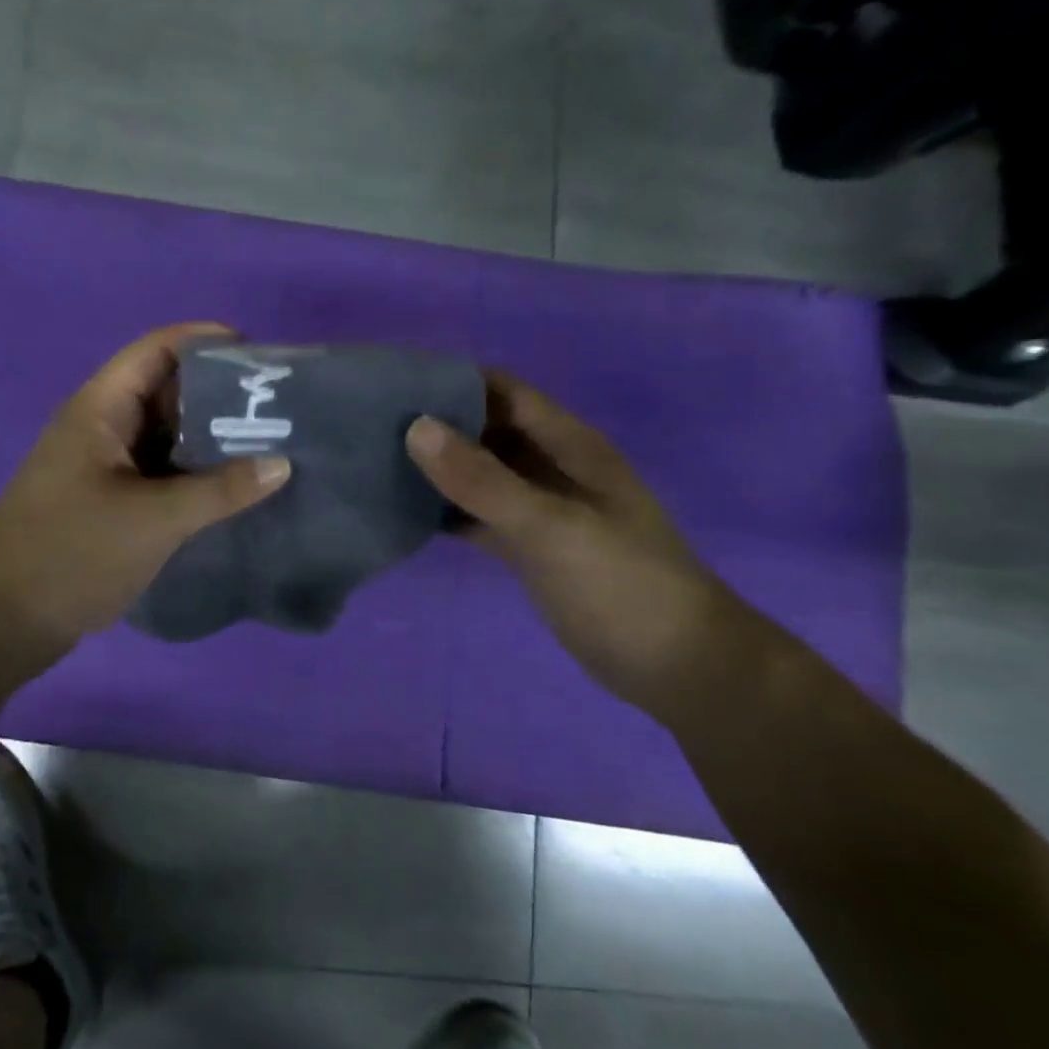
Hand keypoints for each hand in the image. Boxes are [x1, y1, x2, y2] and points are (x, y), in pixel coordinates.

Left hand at [0, 323, 290, 661]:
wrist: (1, 620)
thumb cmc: (72, 553)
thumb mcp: (153, 520)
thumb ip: (219, 491)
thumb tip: (281, 464)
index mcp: (100, 410)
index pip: (156, 350)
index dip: (205, 341)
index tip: (259, 357)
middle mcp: (100, 427)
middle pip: (165, 390)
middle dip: (218, 394)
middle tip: (275, 408)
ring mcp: (102, 465)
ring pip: (164, 435)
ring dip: (209, 438)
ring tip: (267, 445)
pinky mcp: (107, 500)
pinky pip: (158, 471)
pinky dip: (192, 473)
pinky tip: (232, 488)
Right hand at [405, 371, 768, 719]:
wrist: (678, 668)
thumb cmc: (623, 585)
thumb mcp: (552, 527)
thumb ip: (484, 481)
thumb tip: (415, 427)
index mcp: (568, 445)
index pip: (502, 392)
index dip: (451, 381)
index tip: (393, 383)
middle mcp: (551, 467)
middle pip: (484, 429)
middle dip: (434, 423)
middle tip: (369, 425)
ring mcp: (539, 509)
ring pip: (478, 474)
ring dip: (436, 468)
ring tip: (375, 462)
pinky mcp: (528, 547)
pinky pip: (477, 515)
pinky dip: (446, 511)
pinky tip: (404, 513)